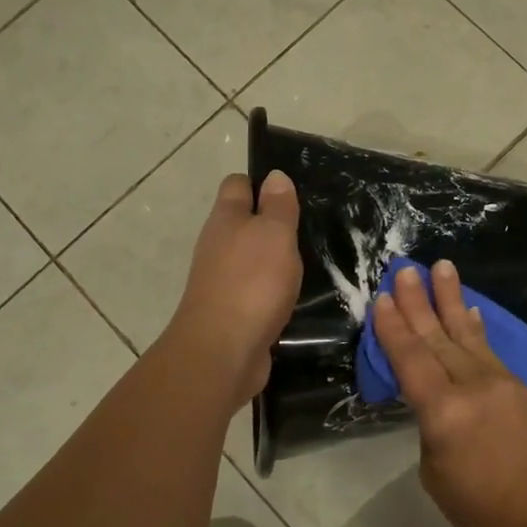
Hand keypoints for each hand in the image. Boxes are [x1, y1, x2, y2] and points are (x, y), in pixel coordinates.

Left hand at [167, 171, 302, 406]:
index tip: (292, 192)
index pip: (238, 185)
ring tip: (308, 260)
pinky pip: (254, 289)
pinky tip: (293, 295)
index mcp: (226, 219)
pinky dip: (271, 289)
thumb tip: (274, 175)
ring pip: (249, 258)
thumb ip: (278, 206)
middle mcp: (217, 245)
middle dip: (271, 222)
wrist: (223, 351)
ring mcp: (221, 280)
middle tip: (308, 226)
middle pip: (243, 222)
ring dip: (273, 258)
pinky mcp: (231, 311)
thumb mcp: (275, 234)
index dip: (261, 183)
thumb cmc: (252, 282)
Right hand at [372, 260, 526, 526]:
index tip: (382, 297)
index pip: (411, 360)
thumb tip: (438, 403)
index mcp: (444, 412)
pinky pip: (489, 348)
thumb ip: (432, 428)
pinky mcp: (518, 385)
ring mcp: (498, 381)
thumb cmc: (484, 508)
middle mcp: (471, 385)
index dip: (393, 328)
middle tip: (405, 268)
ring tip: (441, 266)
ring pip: (466, 333)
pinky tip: (471, 309)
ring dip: (450, 299)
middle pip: (437, 337)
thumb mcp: (436, 474)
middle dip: (418, 302)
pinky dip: (476, 327)